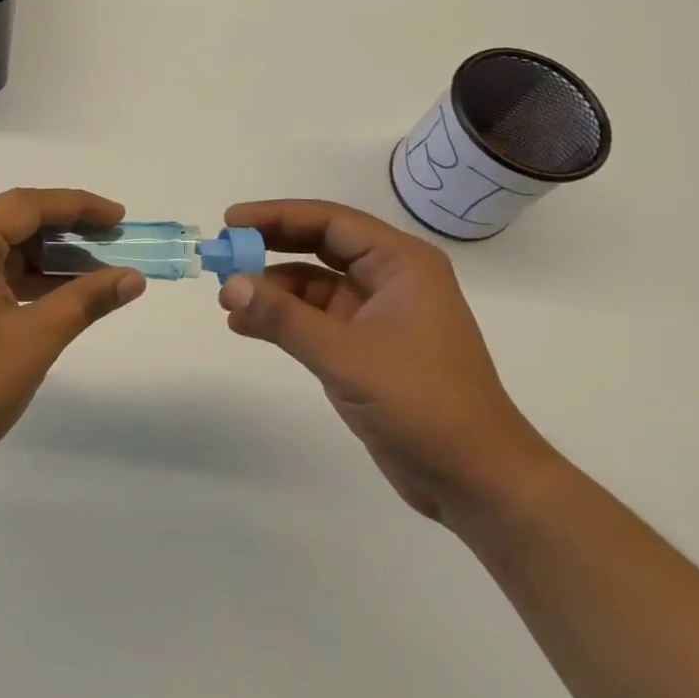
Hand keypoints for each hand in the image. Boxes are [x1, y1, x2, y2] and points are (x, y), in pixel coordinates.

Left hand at [0, 188, 146, 471]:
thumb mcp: (36, 337)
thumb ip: (86, 300)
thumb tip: (133, 278)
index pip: (29, 205)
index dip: (79, 206)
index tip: (119, 218)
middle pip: (15, 222)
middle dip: (67, 231)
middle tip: (113, 242)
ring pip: (4, 250)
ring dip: (48, 258)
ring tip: (96, 270)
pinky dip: (26, 279)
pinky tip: (60, 294)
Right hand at [219, 200, 556, 525]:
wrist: (476, 481)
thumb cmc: (422, 403)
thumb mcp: (345, 355)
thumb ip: (284, 318)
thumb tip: (229, 285)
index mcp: (401, 263)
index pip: (329, 221)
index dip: (277, 216)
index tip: (230, 222)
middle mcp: (390, 279)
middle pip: (319, 245)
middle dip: (270, 248)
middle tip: (222, 253)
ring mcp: (378, 314)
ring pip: (313, 284)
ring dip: (271, 288)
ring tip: (227, 299)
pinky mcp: (366, 347)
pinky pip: (315, 319)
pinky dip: (282, 319)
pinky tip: (246, 326)